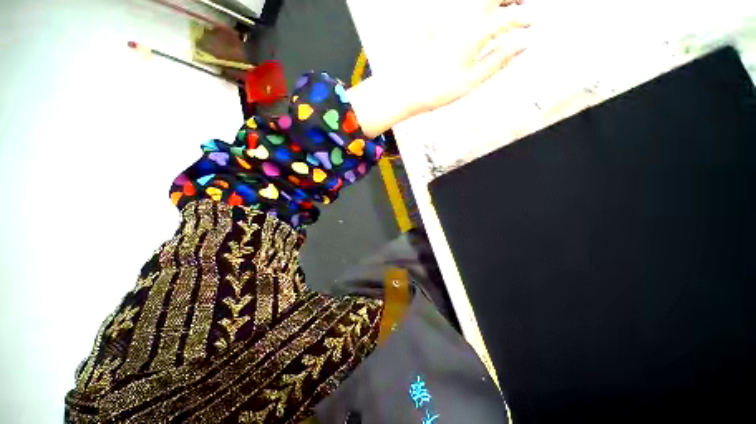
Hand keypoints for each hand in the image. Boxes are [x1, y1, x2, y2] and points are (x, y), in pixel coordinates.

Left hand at [406, 0, 531, 113]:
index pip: (508, 16)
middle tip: (518, 6)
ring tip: (501, 10)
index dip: (523, 18)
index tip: (529, 24)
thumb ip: (498, 59)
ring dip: (492, 2)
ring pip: (476, 0)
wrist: (407, 91)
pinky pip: (459, 8)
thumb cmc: (437, 89)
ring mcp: (445, 18)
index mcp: (474, 34)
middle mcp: (460, 19)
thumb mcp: (472, 80)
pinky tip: (475, 20)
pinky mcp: (434, 22)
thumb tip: (522, 44)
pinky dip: (473, 9)